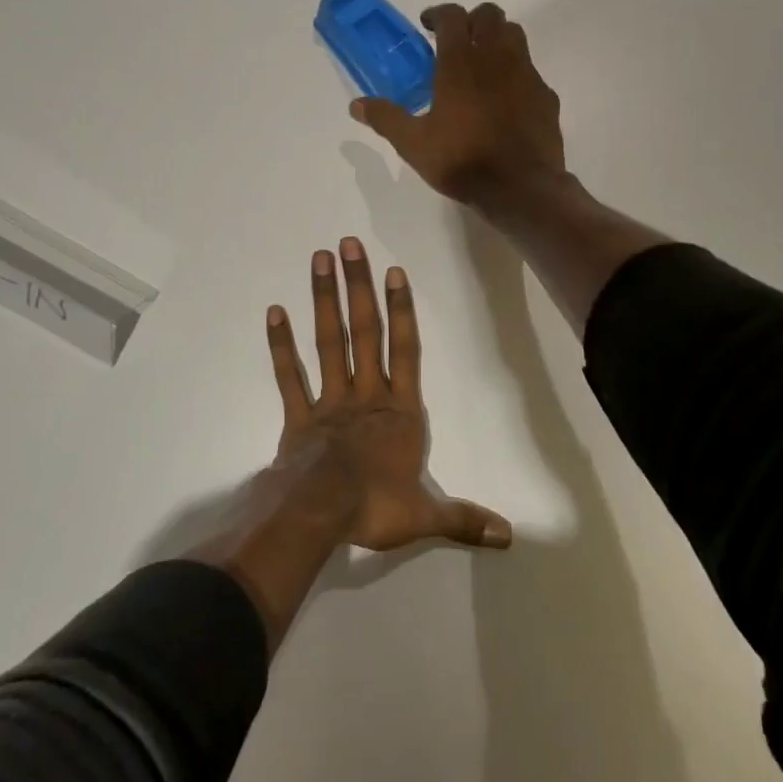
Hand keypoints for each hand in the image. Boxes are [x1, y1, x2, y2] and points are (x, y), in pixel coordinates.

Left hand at [265, 237, 510, 550]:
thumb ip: (464, 519)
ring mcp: (330, 401)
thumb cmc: (375, 507)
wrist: (319, 514)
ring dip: (325, 300)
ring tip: (320, 260)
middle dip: (359, 287)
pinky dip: (281, 345)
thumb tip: (508, 537)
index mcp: (399, 412)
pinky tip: (274, 311)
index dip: (402, 310)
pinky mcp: (298, 416)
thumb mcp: (425, 517)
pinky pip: (289, 375)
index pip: (405, 351)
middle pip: (364, 332)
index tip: (394, 271)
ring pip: (329, 342)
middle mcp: (366, 396)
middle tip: (349, 244)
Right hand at [349, 2, 565, 207]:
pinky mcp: (546, 96)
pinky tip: (506, 99)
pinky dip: (516, 73)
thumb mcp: (414, 144)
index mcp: (461, 63)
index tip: (428, 26)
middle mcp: (496, 58)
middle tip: (457, 41)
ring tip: (482, 64)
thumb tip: (356, 105)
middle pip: (490, 15)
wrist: (520, 187)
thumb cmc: (462, 161)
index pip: (452, 16)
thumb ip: (386, 119)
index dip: (438, 14)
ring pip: (515, 36)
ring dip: (497, 39)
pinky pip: (531, 71)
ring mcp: (527, 75)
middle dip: (471, 20)